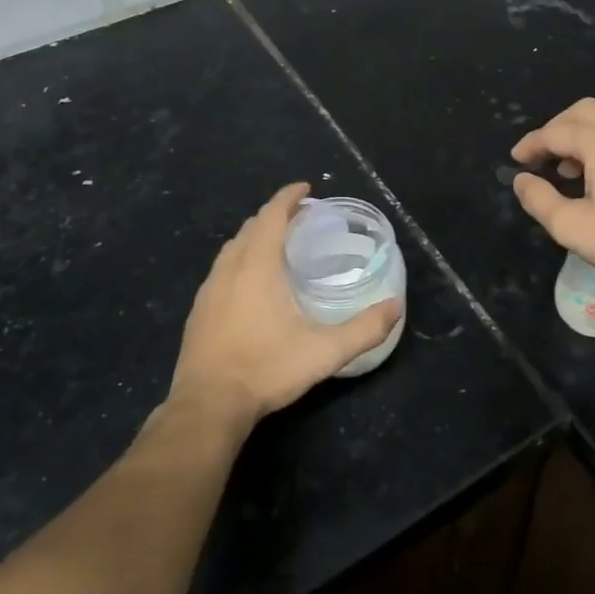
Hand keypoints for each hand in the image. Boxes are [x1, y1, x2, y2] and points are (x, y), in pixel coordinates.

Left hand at [170, 183, 401, 427]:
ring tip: (278, 247)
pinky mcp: (198, 311)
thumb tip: (396, 307)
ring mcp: (209, 289)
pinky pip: (222, 270)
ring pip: (233, 248)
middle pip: (252, 227)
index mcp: (257, 265)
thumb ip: (363, 329)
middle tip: (301, 219)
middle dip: (275, 216)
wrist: (207, 406)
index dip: (288, 197)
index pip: (271, 215)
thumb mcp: (323, 352)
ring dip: (255, 238)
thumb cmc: (265, 369)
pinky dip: (240, 260)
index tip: (306, 188)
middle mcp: (229, 268)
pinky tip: (251, 285)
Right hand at [511, 98, 594, 304]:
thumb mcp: (572, 227)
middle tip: (542, 156)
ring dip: (583, 137)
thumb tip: (522, 180)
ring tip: (570, 172)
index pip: (556, 132)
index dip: (532, 144)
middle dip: (557, 129)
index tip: (516, 161)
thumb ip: (539, 199)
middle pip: (584, 112)